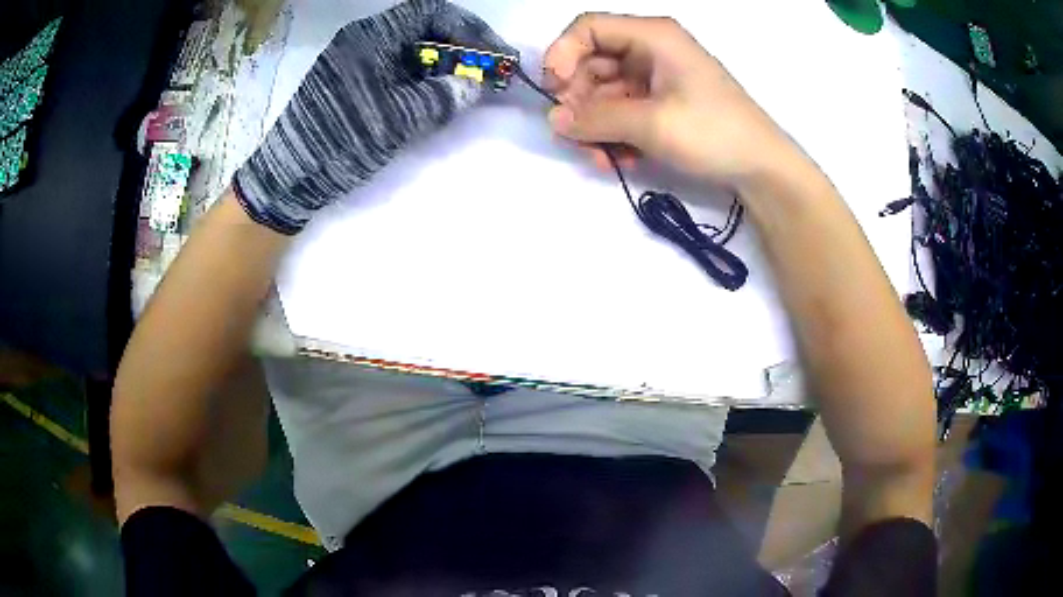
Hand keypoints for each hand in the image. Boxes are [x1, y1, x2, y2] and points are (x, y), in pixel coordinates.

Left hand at [235, 0, 514, 234]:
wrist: (287, 177)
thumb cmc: (339, 141)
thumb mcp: (396, 120)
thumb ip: (441, 98)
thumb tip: (476, 86)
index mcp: (372, 36)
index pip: (432, 12)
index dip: (468, 28)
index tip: (493, 53)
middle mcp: (363, 40)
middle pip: (423, 29)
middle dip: (458, 48)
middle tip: (483, 74)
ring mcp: (354, 61)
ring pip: (409, 51)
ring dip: (440, 66)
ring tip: (462, 90)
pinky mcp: (349, 83)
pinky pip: (394, 69)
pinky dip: (419, 80)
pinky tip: (431, 100)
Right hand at [544, 13, 801, 191]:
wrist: (761, 168)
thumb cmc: (714, 132)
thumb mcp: (652, 124)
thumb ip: (597, 119)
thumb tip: (554, 121)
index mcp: (652, 36)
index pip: (589, 28)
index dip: (563, 54)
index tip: (555, 91)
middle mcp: (650, 50)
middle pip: (592, 62)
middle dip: (579, 100)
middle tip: (575, 135)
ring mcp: (656, 78)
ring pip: (604, 92)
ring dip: (595, 125)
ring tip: (600, 157)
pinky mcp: (661, 104)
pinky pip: (622, 111)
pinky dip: (614, 133)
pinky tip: (619, 159)